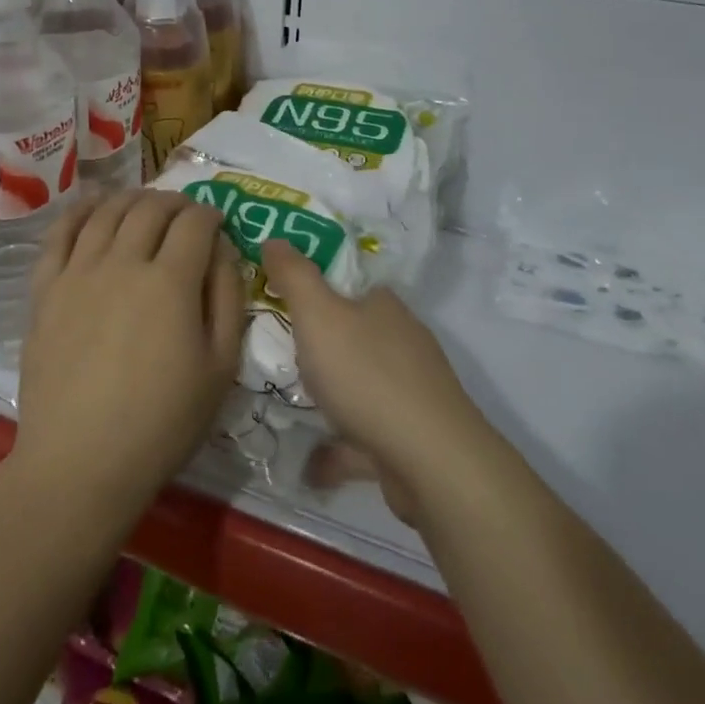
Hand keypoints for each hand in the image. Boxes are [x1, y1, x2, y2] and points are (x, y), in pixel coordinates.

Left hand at [10, 189, 247, 524]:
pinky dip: (79, 211)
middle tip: (184, 213)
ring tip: (144, 204)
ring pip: (107, 212)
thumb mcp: (220, 367)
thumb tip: (223, 250)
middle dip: (174, 202)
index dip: (210, 215)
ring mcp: (78, 273)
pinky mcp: (45, 290)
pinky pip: (60, 234)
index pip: (194, 223)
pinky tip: (92, 205)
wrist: (79, 463)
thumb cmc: (161, 423)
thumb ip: (228, 298)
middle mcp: (123, 263)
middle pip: (150, 209)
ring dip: (131, 198)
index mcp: (171, 282)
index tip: (216, 223)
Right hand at [263, 239, 494, 526]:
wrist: (430, 461)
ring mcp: (412, 393)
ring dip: (332, 396)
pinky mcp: (412, 439)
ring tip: (293, 406)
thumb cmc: (367, 375)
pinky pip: (366, 436)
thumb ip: (294, 276)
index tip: (286, 303)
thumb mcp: (318, 314)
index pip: (352, 287)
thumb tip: (274, 238)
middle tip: (282, 355)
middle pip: (357, 336)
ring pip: (363, 387)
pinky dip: (341, 446)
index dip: (319, 291)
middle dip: (324, 346)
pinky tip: (310, 465)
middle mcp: (403, 343)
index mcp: (385, 307)